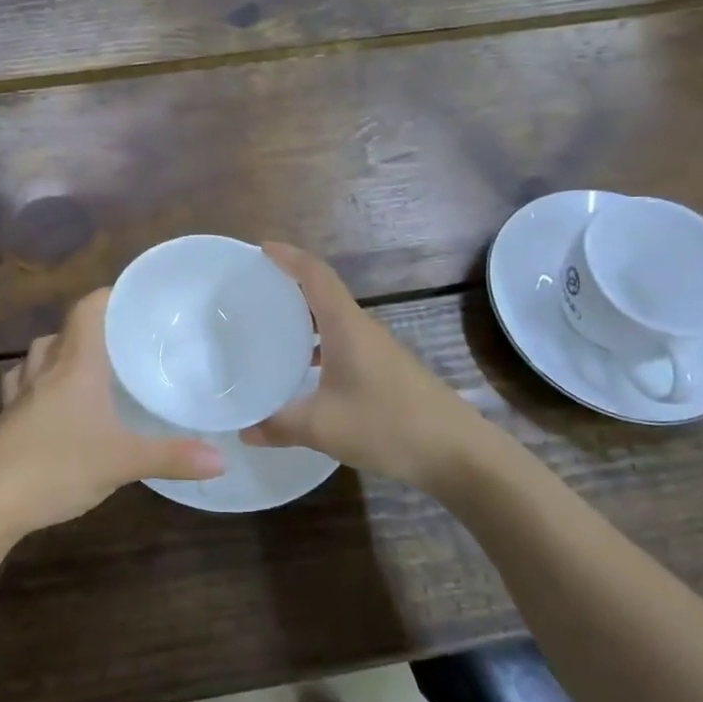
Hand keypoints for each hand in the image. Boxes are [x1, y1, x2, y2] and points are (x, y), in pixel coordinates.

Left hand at [0, 289, 225, 537]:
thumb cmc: (57, 465)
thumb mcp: (123, 462)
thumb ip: (173, 457)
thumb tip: (223, 458)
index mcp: (75, 364)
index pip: (88, 309)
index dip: (109, 296)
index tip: (136, 300)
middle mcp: (45, 369)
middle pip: (64, 330)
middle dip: (91, 328)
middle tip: (122, 342)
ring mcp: (19, 394)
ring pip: (38, 355)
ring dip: (60, 353)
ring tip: (86, 367)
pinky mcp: (4, 420)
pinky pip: (21, 386)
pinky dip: (37, 384)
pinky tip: (50, 404)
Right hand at [243, 243, 488, 486]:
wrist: (458, 453)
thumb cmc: (387, 425)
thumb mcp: (322, 427)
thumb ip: (278, 425)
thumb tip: (244, 430)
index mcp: (346, 326)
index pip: (315, 274)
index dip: (288, 256)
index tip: (260, 249)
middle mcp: (362, 328)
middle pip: (323, 292)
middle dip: (289, 284)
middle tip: (254, 290)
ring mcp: (378, 350)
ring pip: (334, 320)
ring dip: (304, 316)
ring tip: (270, 326)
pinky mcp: (386, 371)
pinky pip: (343, 343)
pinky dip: (318, 343)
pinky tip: (303, 370)